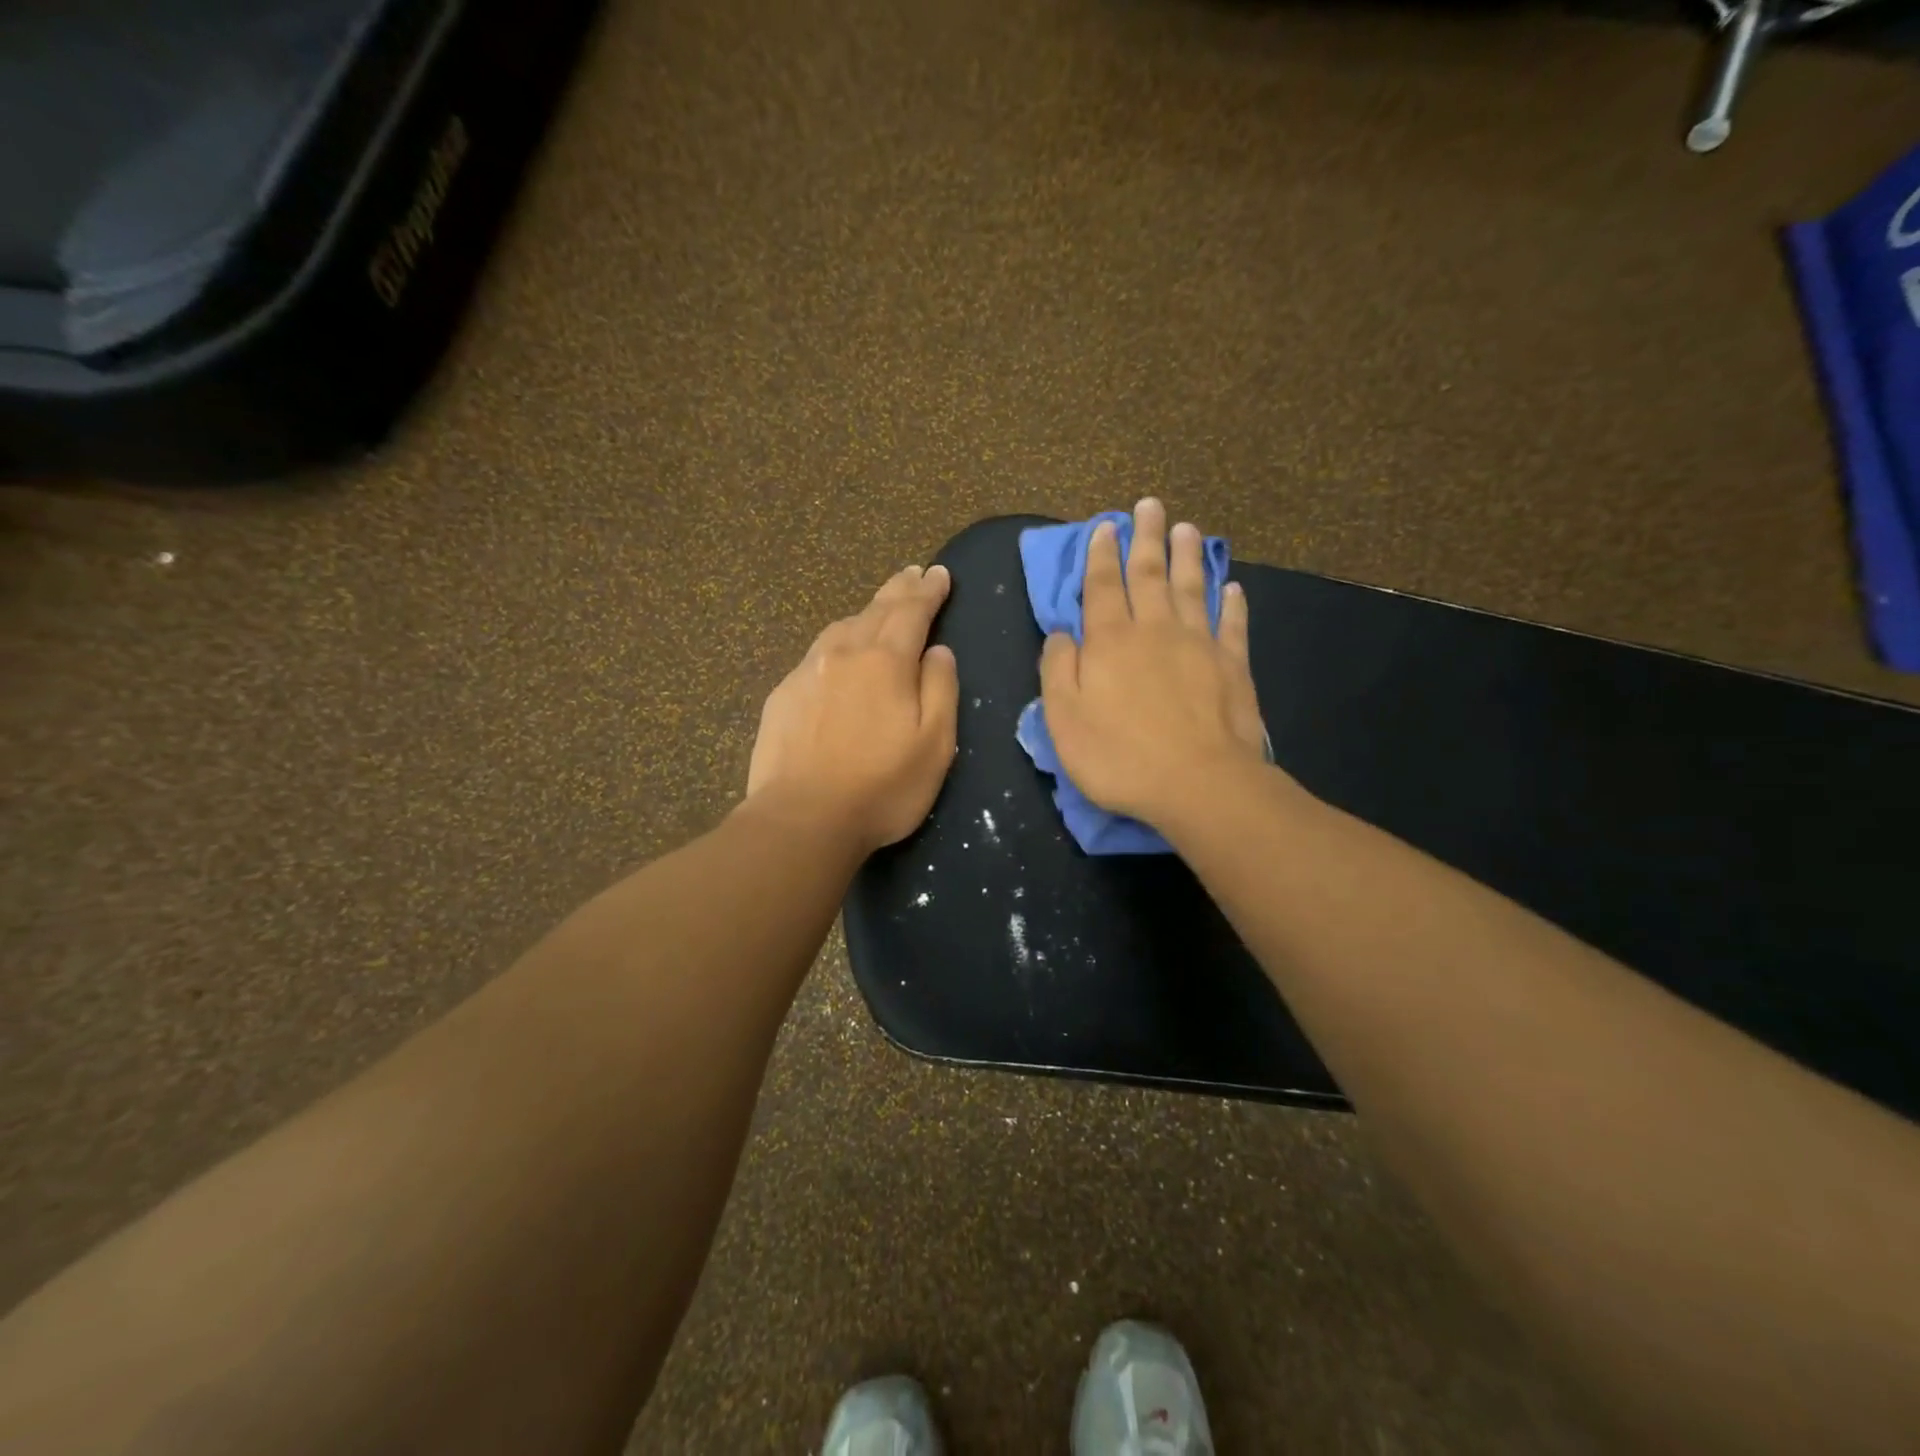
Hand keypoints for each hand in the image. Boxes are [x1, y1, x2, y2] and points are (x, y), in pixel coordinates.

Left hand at [746, 564, 959, 853]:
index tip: (939, 574)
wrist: (802, 818)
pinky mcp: (783, 696)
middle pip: (875, 610)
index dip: (928, 591)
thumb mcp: (935, 744)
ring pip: (841, 628)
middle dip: (898, 590)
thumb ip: (940, 689)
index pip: (912, 611)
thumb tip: (938, 650)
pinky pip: (816, 655)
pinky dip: (836, 644)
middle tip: (912, 574)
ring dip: (865, 613)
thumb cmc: (882, 787)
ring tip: (878, 609)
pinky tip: (836, 656)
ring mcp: (807, 672)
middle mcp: (844, 654)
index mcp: (886, 661)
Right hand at [1040, 499, 1271, 829]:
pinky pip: (1231, 624)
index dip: (1101, 555)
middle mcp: (1154, 630)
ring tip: (1186, 528)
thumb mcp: (1064, 718)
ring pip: (1191, 588)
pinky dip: (1232, 602)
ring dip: (1187, 556)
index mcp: (1110, 641)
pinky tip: (1232, 587)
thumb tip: (1061, 634)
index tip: (1105, 526)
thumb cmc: (1119, 756)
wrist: (1198, 784)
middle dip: (1146, 538)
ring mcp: (1199, 644)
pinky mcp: (1233, 665)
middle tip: (1149, 505)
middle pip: (1149, 574)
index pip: (1102, 586)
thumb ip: (1058, 669)